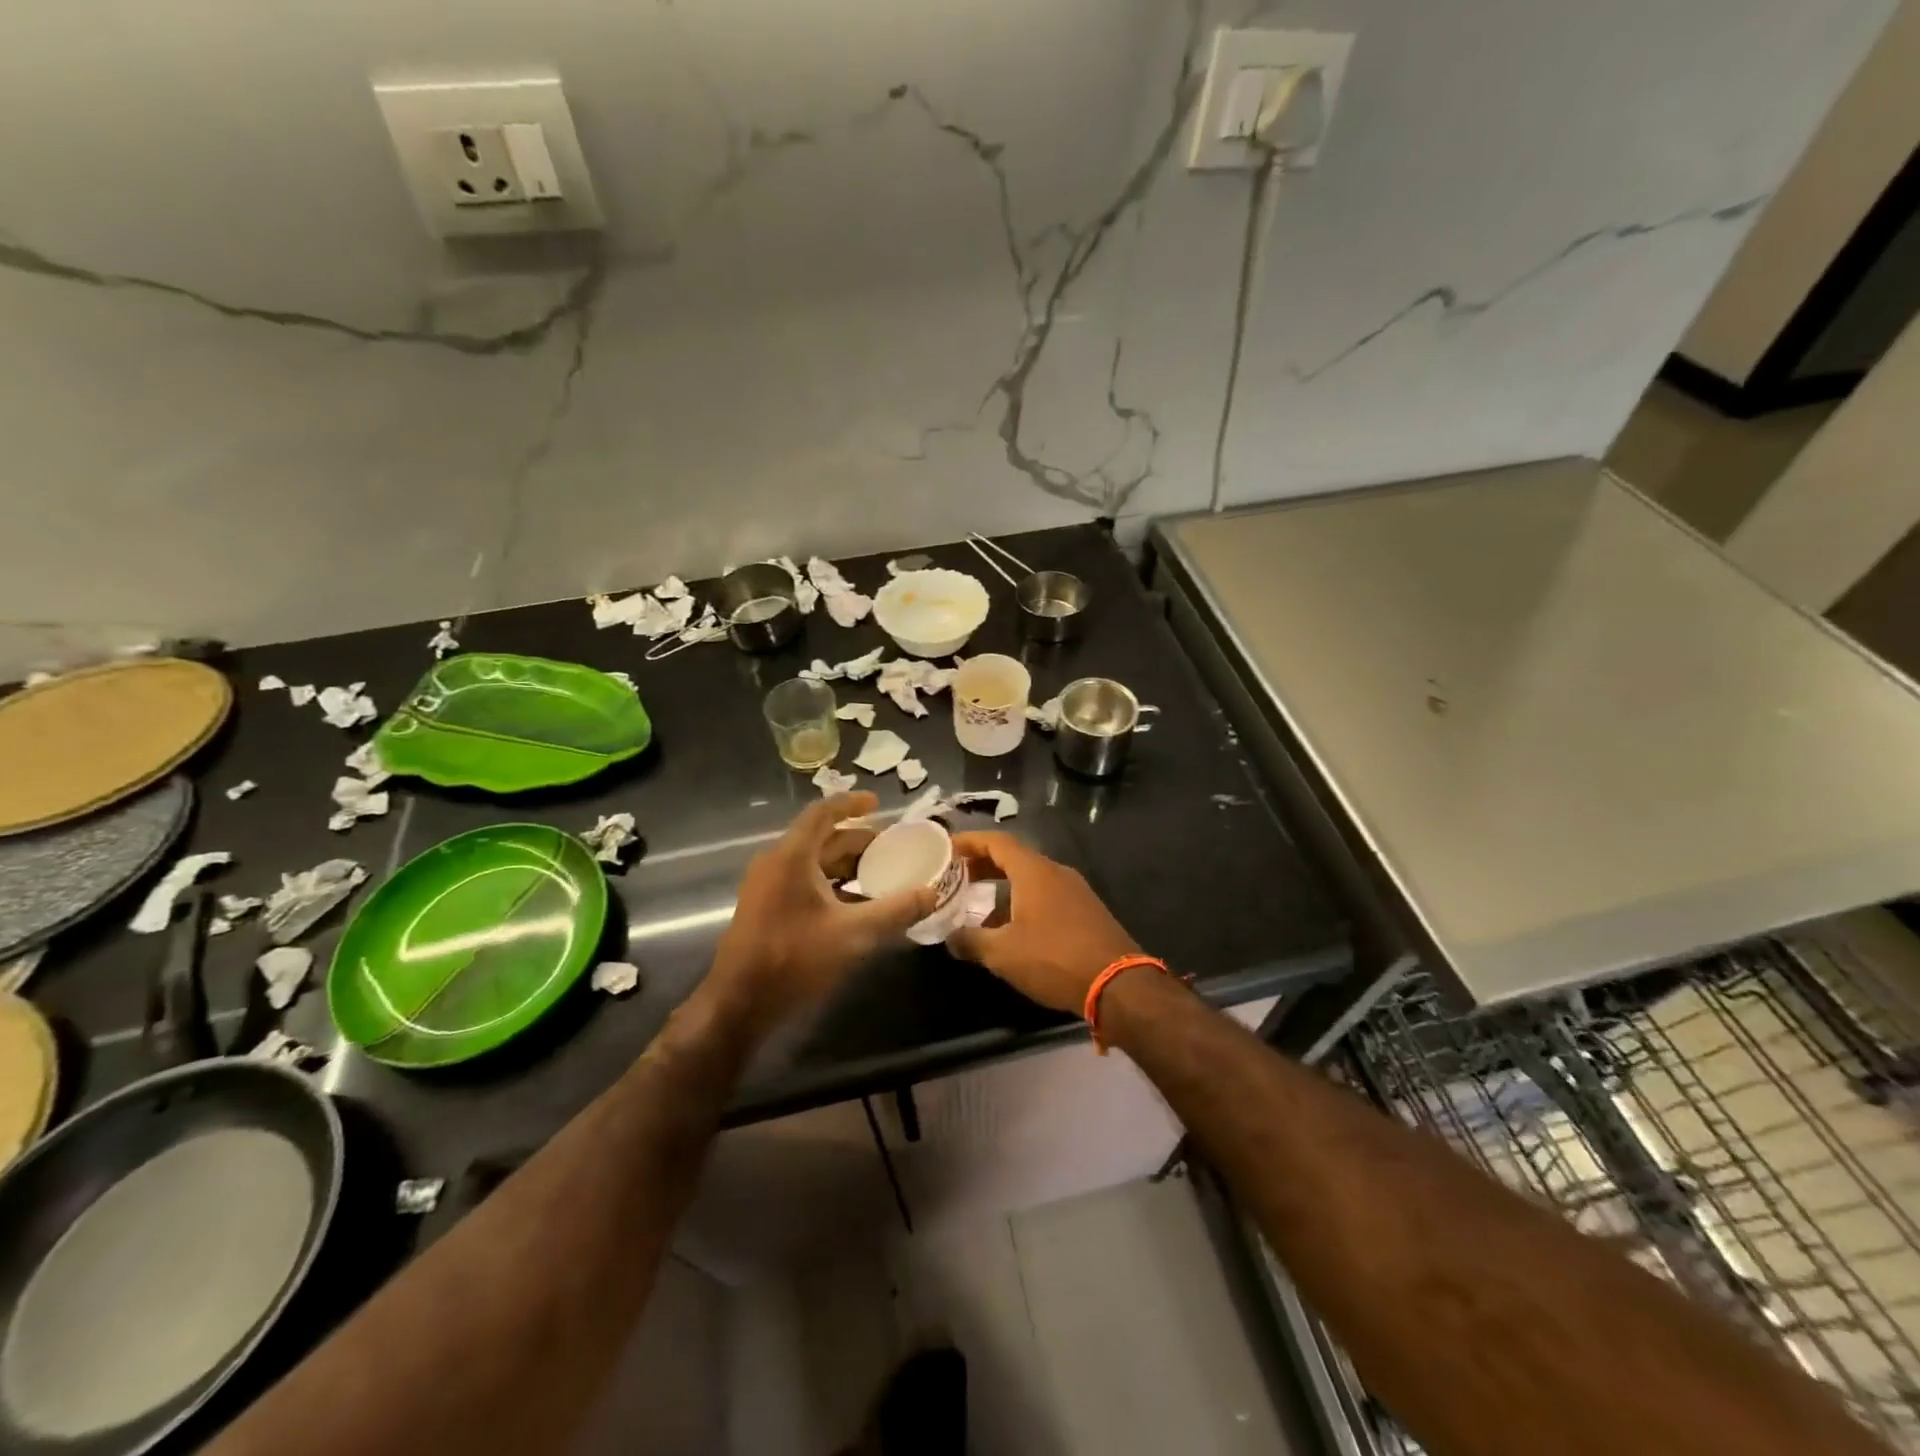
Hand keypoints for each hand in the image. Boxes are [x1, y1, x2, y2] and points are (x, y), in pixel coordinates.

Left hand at [712, 793, 935, 1019]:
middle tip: (891, 848)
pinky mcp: (766, 908)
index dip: (851, 804)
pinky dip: (831, 884)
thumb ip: (896, 910)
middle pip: (820, 838)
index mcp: (792, 856)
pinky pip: (803, 881)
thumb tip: (932, 893)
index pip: (822, 813)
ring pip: (812, 862)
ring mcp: (768, 886)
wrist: (739, 1003)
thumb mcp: (854, 934)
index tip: (878, 805)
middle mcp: (776, 863)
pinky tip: (856, 904)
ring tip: (880, 875)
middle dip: (857, 840)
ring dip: (845, 865)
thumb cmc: (794, 958)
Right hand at [947, 832, 1138, 1013]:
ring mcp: (1075, 890)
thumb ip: (971, 941)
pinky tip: (1012, 926)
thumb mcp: (1003, 954)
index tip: (947, 848)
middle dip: (983, 864)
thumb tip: (949, 937)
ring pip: (1031, 877)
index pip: (997, 841)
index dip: (969, 841)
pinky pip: (1047, 894)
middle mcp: (1056, 872)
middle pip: (1014, 857)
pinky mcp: (1086, 910)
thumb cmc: (1055, 959)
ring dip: (1003, 884)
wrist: (1118, 984)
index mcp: (1034, 871)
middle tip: (956, 876)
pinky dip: (1023, 899)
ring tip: (977, 903)